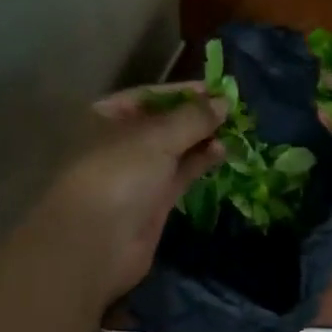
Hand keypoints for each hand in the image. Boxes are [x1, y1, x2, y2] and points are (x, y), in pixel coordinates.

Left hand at [38, 83, 225, 300]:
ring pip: (174, 149)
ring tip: (234, 130)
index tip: (218, 88)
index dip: (183, 91)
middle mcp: (119, 141)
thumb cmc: (119, 173)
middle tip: (234, 109)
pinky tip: (222, 151)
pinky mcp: (152, 201)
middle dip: (196, 116)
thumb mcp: (157, 136)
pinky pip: (180, 173)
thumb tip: (223, 100)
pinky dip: (200, 161)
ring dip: (202, 138)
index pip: (148, 95)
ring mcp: (135, 173)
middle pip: (163, 122)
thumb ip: (193, 117)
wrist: (97, 243)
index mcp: (106, 116)